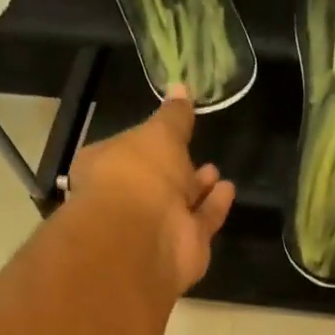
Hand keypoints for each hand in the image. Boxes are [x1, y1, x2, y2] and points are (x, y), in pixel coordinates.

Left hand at [66, 85, 234, 293]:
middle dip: (174, 168)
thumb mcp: (159, 133)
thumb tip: (180, 88)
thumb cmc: (139, 174)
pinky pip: (202, 222)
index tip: (168, 130)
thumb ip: (174, 116)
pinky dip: (214, 206)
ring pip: (179, 204)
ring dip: (197, 187)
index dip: (146, 141)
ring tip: (214, 170)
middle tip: (194, 152)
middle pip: (154, 181)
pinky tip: (228, 189)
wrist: (145, 237)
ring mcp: (155, 227)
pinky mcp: (184, 247)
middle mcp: (127, 199)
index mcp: (106, 167)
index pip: (126, 150)